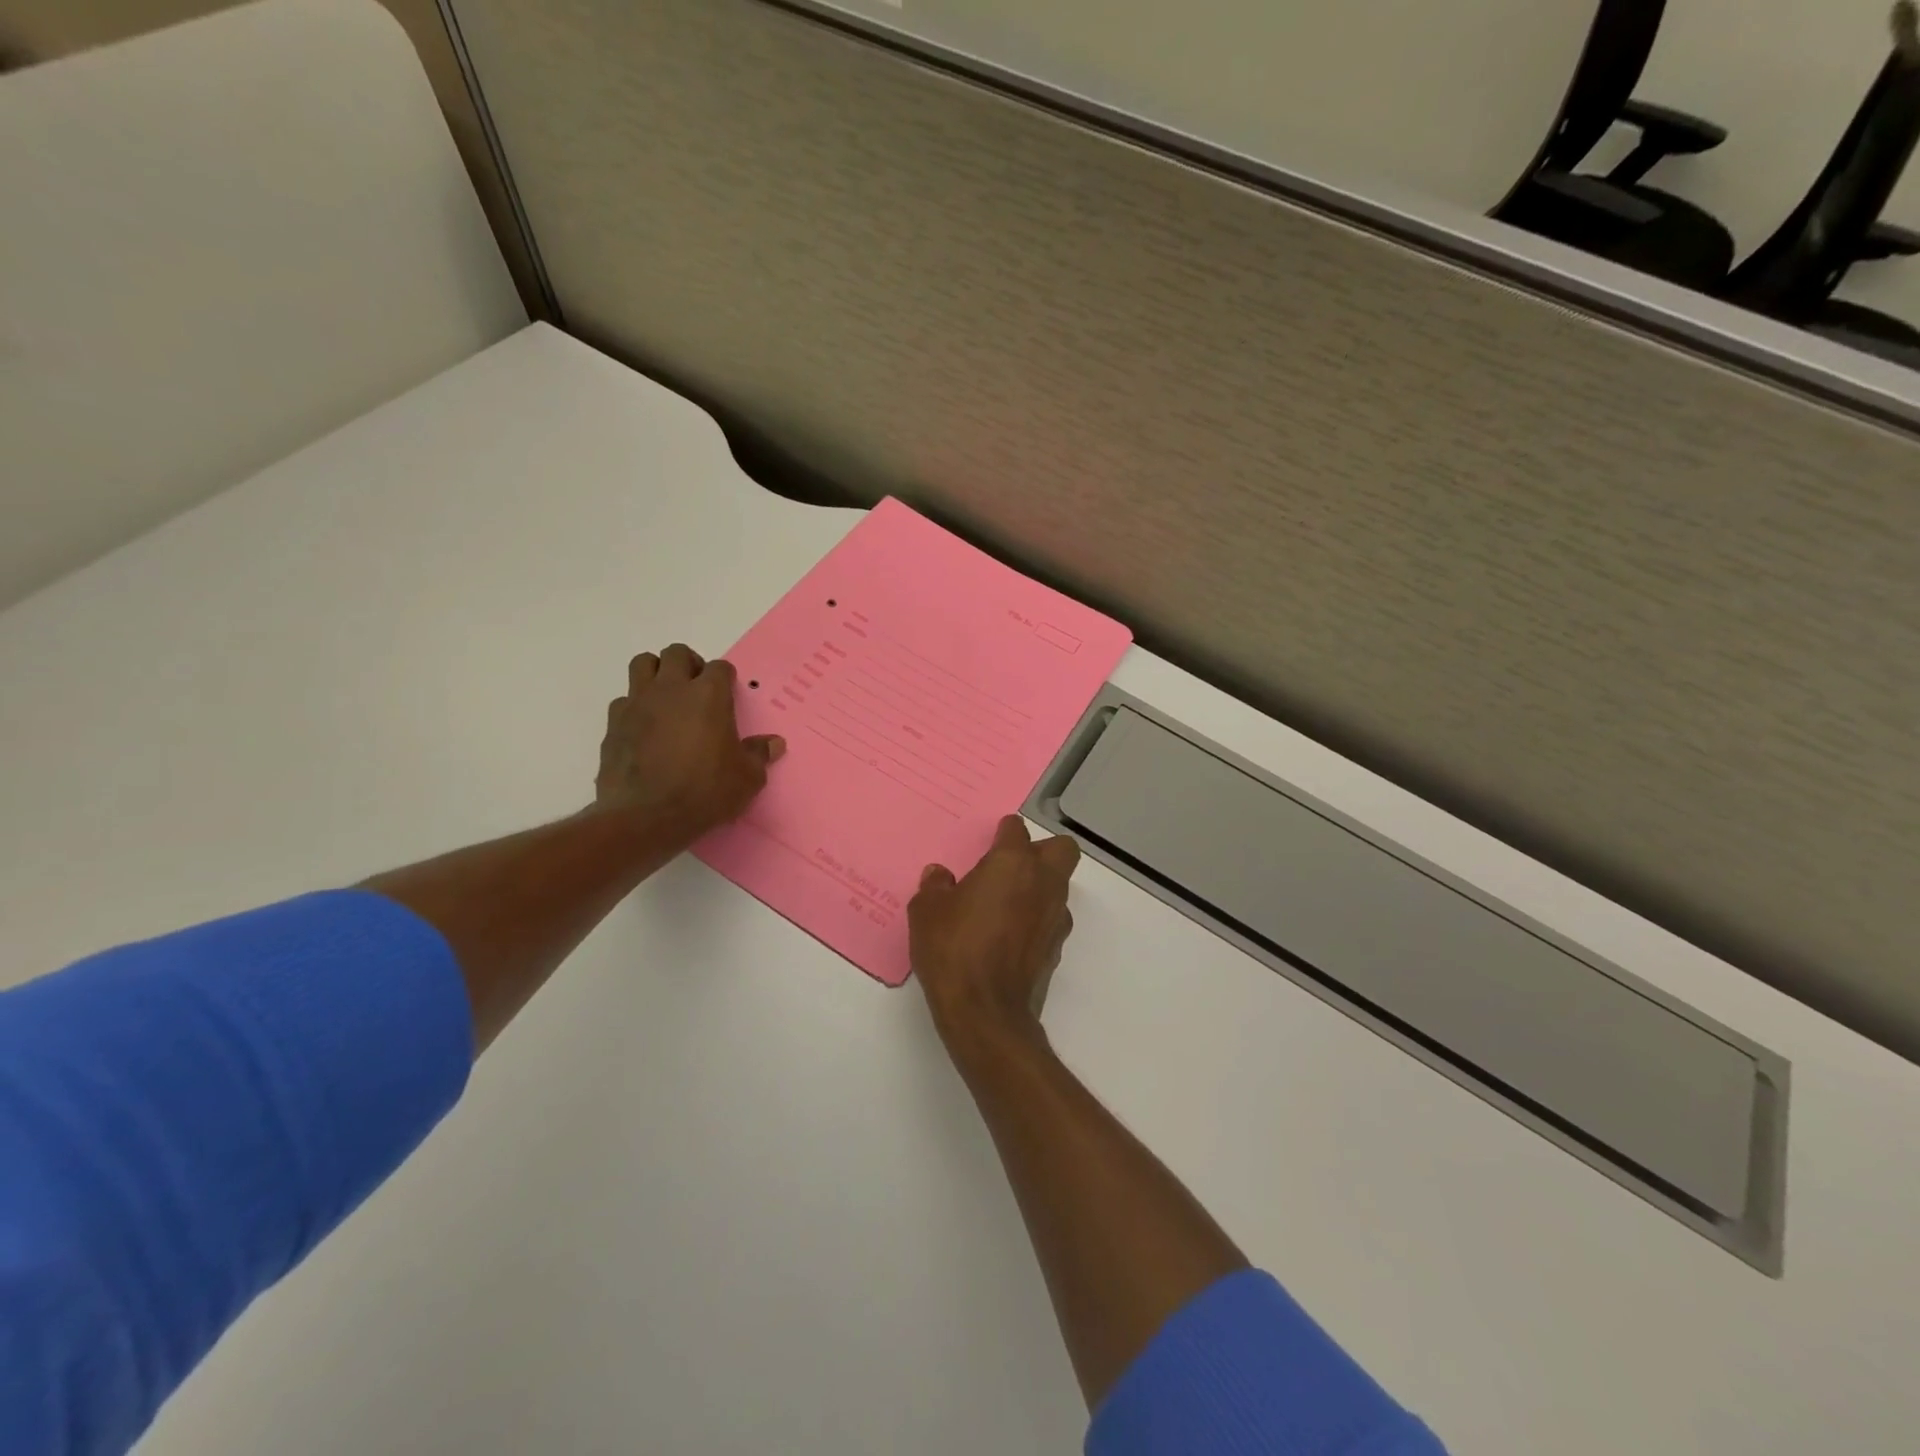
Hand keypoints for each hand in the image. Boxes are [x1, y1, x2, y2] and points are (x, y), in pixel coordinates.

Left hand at [596, 644, 784, 840]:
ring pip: (643, 664)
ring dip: (657, 673)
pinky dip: (635, 707)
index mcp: (709, 696)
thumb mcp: (746, 778)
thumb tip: (774, 743)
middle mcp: (671, 689)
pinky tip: (644, 729)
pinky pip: (624, 700)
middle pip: (677, 653)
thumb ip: (759, 755)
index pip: (719, 667)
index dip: (725, 678)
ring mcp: (638, 703)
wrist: (646, 816)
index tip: (728, 694)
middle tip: (697, 689)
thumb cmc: (705, 792)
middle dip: (689, 665)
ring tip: (667, 698)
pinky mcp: (613, 723)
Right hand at [910, 814, 1080, 1044]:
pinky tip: (1009, 936)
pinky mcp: (1057, 947)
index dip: (1003, 833)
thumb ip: (935, 887)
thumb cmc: (953, 949)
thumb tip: (940, 876)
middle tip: (1009, 867)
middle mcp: (1043, 882)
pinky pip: (1051, 919)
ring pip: (1059, 886)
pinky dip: (1036, 919)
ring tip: (1004, 905)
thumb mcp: (927, 912)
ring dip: (1039, 887)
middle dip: (1041, 851)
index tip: (989, 843)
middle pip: (1061, 849)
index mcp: (1012, 863)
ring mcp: (1056, 916)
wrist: (985, 1012)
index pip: (1016, 830)